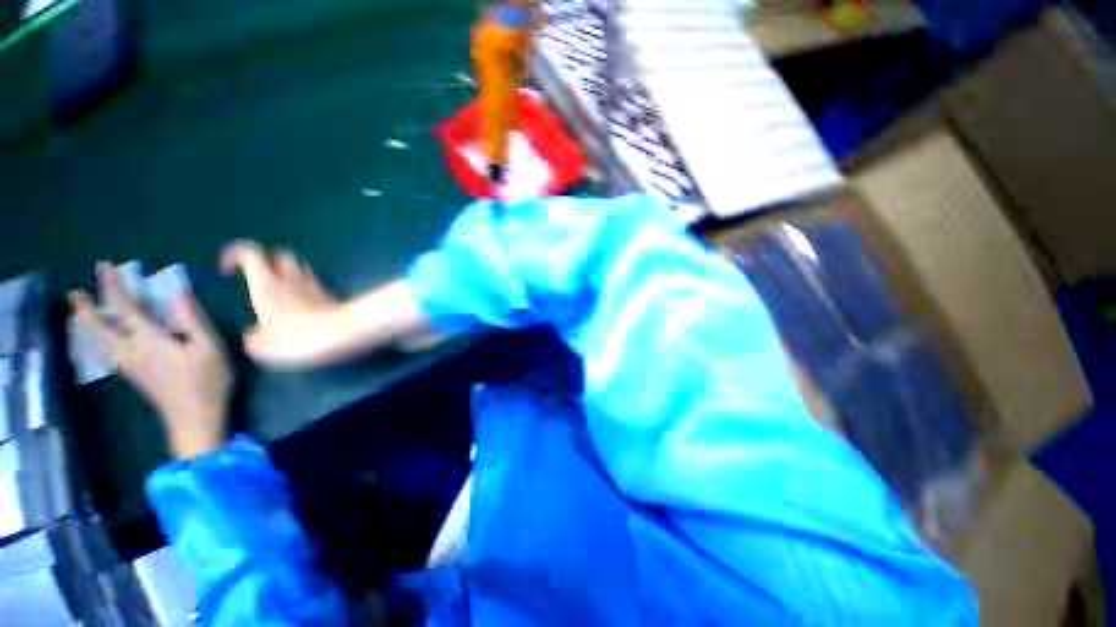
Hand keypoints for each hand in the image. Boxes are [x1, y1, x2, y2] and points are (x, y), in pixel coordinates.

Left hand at [70, 264, 232, 459]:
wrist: (195, 419)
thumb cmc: (207, 381)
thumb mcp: (209, 348)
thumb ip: (192, 320)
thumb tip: (178, 292)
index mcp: (149, 341)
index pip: (125, 308)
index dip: (113, 287)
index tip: (104, 266)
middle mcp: (131, 351)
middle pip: (100, 328)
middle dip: (87, 308)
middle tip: (74, 293)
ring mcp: (130, 365)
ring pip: (98, 341)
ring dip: (86, 325)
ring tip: (77, 313)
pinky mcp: (134, 374)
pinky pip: (105, 351)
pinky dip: (95, 339)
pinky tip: (97, 339)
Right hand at [220, 241, 343, 367]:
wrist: (343, 334)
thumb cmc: (296, 337)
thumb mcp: (263, 346)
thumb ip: (254, 338)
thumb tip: (255, 336)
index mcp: (266, 282)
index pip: (249, 252)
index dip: (235, 254)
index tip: (227, 270)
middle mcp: (291, 278)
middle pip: (280, 256)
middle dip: (268, 263)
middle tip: (259, 282)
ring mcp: (315, 285)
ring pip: (301, 268)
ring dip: (290, 275)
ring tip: (281, 295)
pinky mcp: (332, 296)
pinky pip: (316, 285)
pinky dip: (307, 290)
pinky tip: (304, 307)